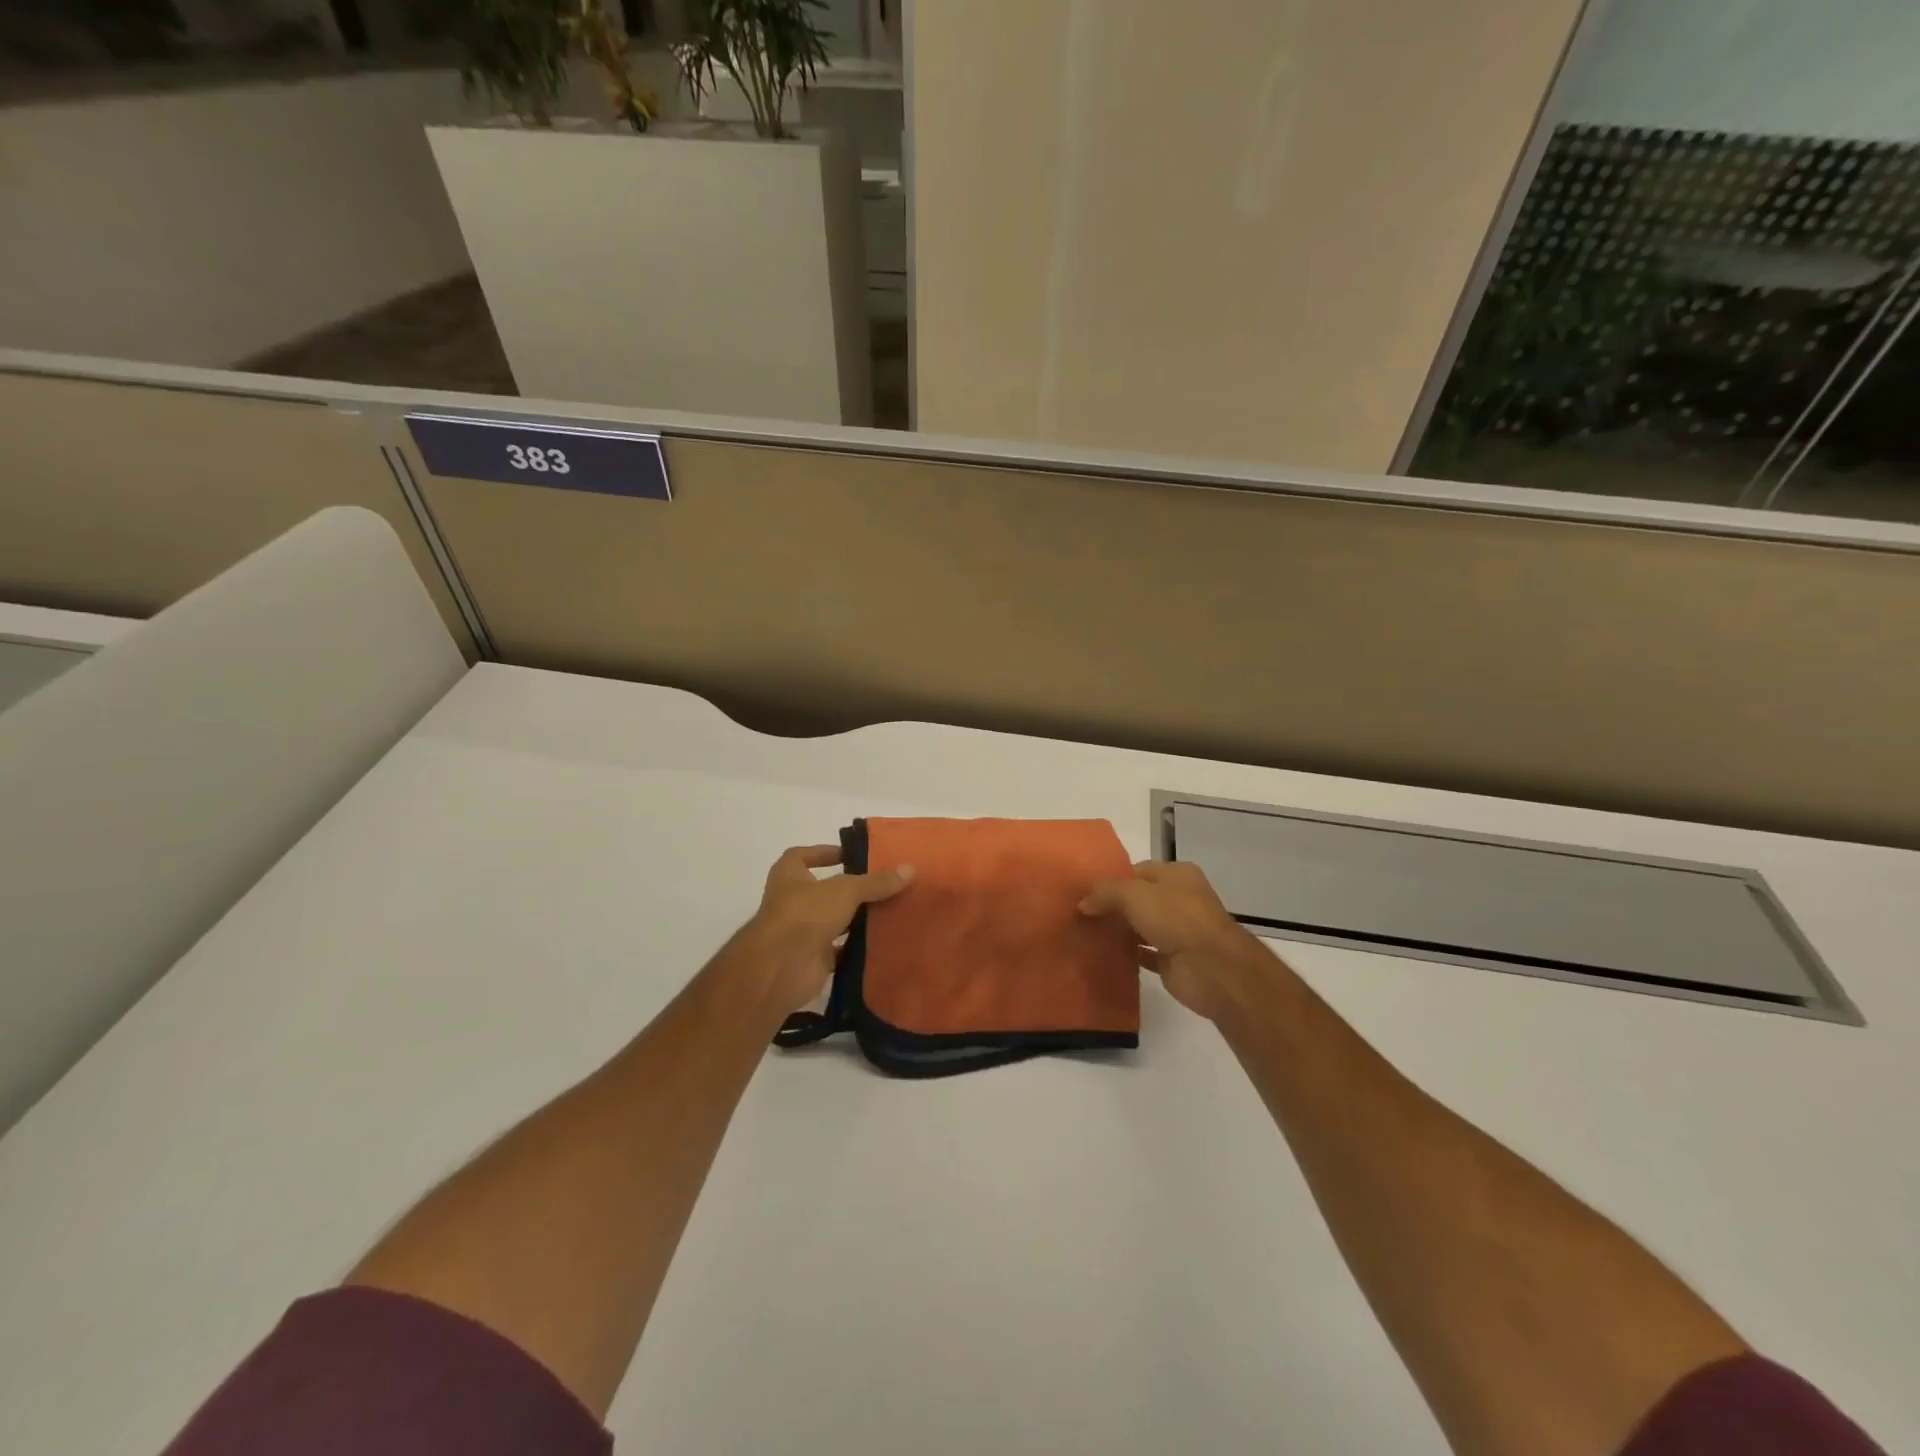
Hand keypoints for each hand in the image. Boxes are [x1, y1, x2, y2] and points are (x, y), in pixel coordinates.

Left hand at [743, 845, 913, 1013]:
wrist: (782, 967)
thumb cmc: (806, 913)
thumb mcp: (846, 890)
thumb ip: (876, 881)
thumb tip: (910, 869)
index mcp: (789, 875)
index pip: (803, 855)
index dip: (824, 853)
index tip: (852, 855)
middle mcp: (792, 900)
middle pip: (824, 890)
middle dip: (849, 888)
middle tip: (883, 883)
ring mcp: (802, 930)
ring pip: (834, 920)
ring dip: (856, 917)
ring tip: (890, 909)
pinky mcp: (813, 957)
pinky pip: (841, 948)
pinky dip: (858, 946)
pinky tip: (883, 940)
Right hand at [1079, 861, 1265, 1022]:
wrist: (1212, 968)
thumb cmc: (1176, 918)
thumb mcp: (1134, 894)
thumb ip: (1105, 893)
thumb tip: (1082, 904)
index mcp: (1177, 874)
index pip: (1137, 871)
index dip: (1111, 880)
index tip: (1084, 892)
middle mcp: (1180, 899)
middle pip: (1137, 899)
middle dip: (1111, 906)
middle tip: (1079, 914)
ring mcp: (1178, 931)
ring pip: (1139, 926)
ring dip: (1117, 930)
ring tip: (1084, 933)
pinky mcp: (1173, 960)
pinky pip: (1143, 953)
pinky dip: (1126, 954)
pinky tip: (1102, 955)